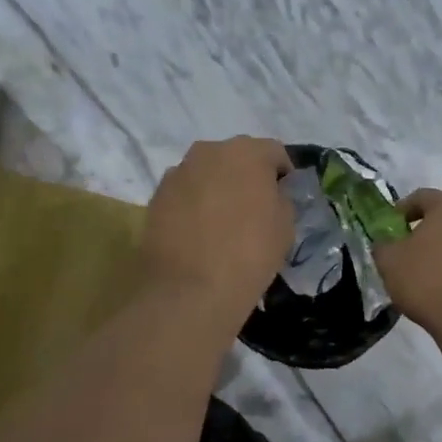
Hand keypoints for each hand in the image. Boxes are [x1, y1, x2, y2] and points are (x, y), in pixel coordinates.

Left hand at [139, 137, 293, 324]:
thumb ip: (281, 199)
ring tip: (222, 221)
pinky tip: (199, 232)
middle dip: (246, 176)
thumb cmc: (249, 254)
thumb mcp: (285, 227)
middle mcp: (209, 151)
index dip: (283, 173)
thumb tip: (272, 194)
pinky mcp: (156, 196)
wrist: (191, 290)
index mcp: (247, 152)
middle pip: (236, 157)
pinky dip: (193, 204)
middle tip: (253, 207)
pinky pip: (184, 193)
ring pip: (207, 173)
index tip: (284, 195)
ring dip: (217, 188)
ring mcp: (178, 172)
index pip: (274, 152)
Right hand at [374, 189, 441, 337]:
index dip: (399, 212)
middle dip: (421, 229)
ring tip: (421, 270)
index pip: (420, 197)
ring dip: (439, 248)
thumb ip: (382, 244)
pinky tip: (439, 285)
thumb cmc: (426, 280)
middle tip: (402, 248)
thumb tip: (386, 242)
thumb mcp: (389, 260)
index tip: (387, 230)